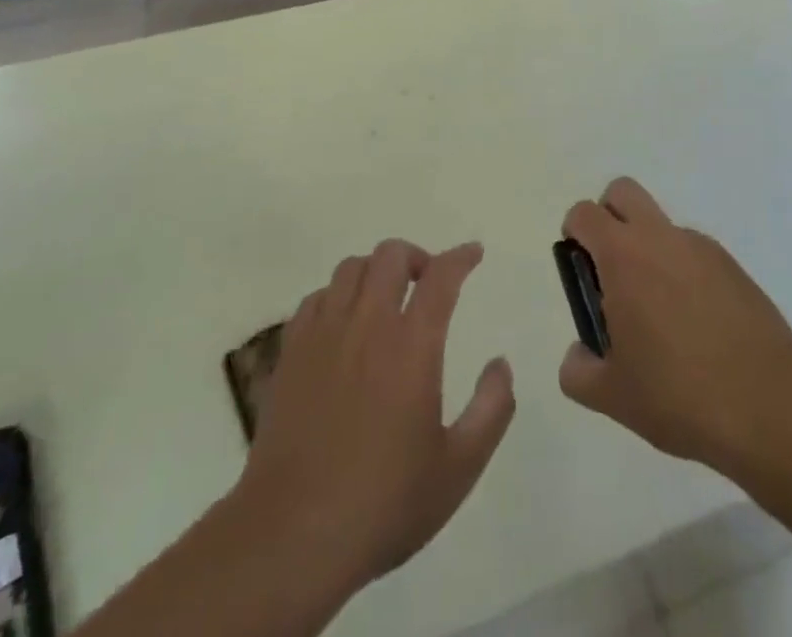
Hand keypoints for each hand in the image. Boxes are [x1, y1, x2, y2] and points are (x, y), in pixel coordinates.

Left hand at [235, 240, 515, 601]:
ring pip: (351, 267)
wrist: (291, 536)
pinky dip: (337, 296)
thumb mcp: (458, 468)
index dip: (461, 257)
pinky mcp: (291, 352)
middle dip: (416, 257)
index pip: (441, 276)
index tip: (473, 254)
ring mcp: (324, 334)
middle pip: (391, 255)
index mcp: (412, 346)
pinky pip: (316, 298)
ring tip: (385, 300)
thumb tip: (501, 364)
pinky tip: (343, 325)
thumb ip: (491, 409)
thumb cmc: (383, 504)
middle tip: (427, 284)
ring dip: (375, 271)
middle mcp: (368, 325)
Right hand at [557, 178, 791, 472]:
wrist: (768, 403)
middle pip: (622, 192)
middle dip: (609, 216)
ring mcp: (700, 247)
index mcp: (623, 255)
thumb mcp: (612, 396)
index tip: (581, 271)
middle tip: (612, 271)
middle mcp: (660, 236)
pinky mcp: (732, 266)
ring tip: (661, 315)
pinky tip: (696, 326)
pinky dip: (684, 272)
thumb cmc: (678, 393)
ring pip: (661, 225)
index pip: (584, 213)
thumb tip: (579, 355)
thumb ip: (579, 371)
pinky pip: (694, 253)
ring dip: (650, 249)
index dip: (574, 234)